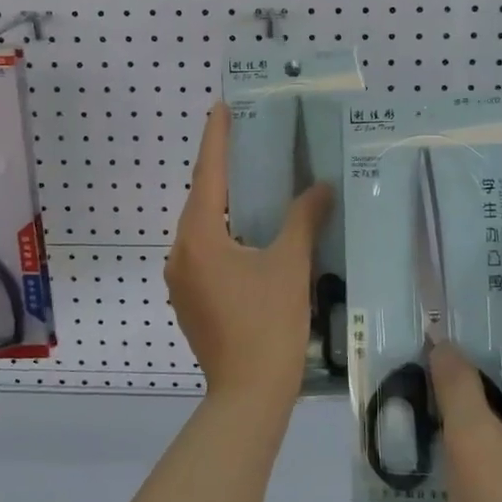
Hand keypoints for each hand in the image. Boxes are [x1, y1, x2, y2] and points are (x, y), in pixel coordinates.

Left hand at [165, 101, 331, 408]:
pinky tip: (250, 233)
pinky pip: (204, 251)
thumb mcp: (290, 266)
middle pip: (201, 199)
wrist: (248, 395)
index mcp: (199, 236)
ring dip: (225, 205)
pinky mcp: (189, 298)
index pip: (207, 174)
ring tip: (254, 183)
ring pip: (202, 228)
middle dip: (223, 170)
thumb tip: (321, 187)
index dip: (216, 137)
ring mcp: (180, 279)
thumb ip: (303, 219)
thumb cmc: (268, 325)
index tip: (221, 106)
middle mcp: (180, 252)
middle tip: (249, 142)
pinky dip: (224, 233)